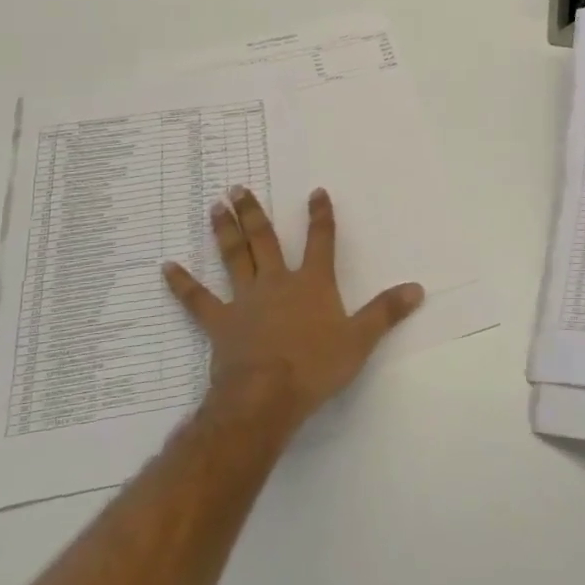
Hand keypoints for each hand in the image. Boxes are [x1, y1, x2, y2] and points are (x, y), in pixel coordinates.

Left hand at [163, 186, 424, 427]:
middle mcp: (277, 283)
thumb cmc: (316, 366)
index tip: (316, 192)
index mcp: (312, 283)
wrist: (265, 396)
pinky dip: (182, 283)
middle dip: (254, 213)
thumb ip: (386, 312)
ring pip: (233, 258)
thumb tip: (418, 289)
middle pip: (265, 241)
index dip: (320, 216)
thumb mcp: (360, 340)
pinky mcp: (220, 323)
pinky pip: (197, 300)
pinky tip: (166, 267)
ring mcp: (245, 300)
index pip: (320, 241)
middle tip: (237, 188)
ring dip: (224, 231)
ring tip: (216, 207)